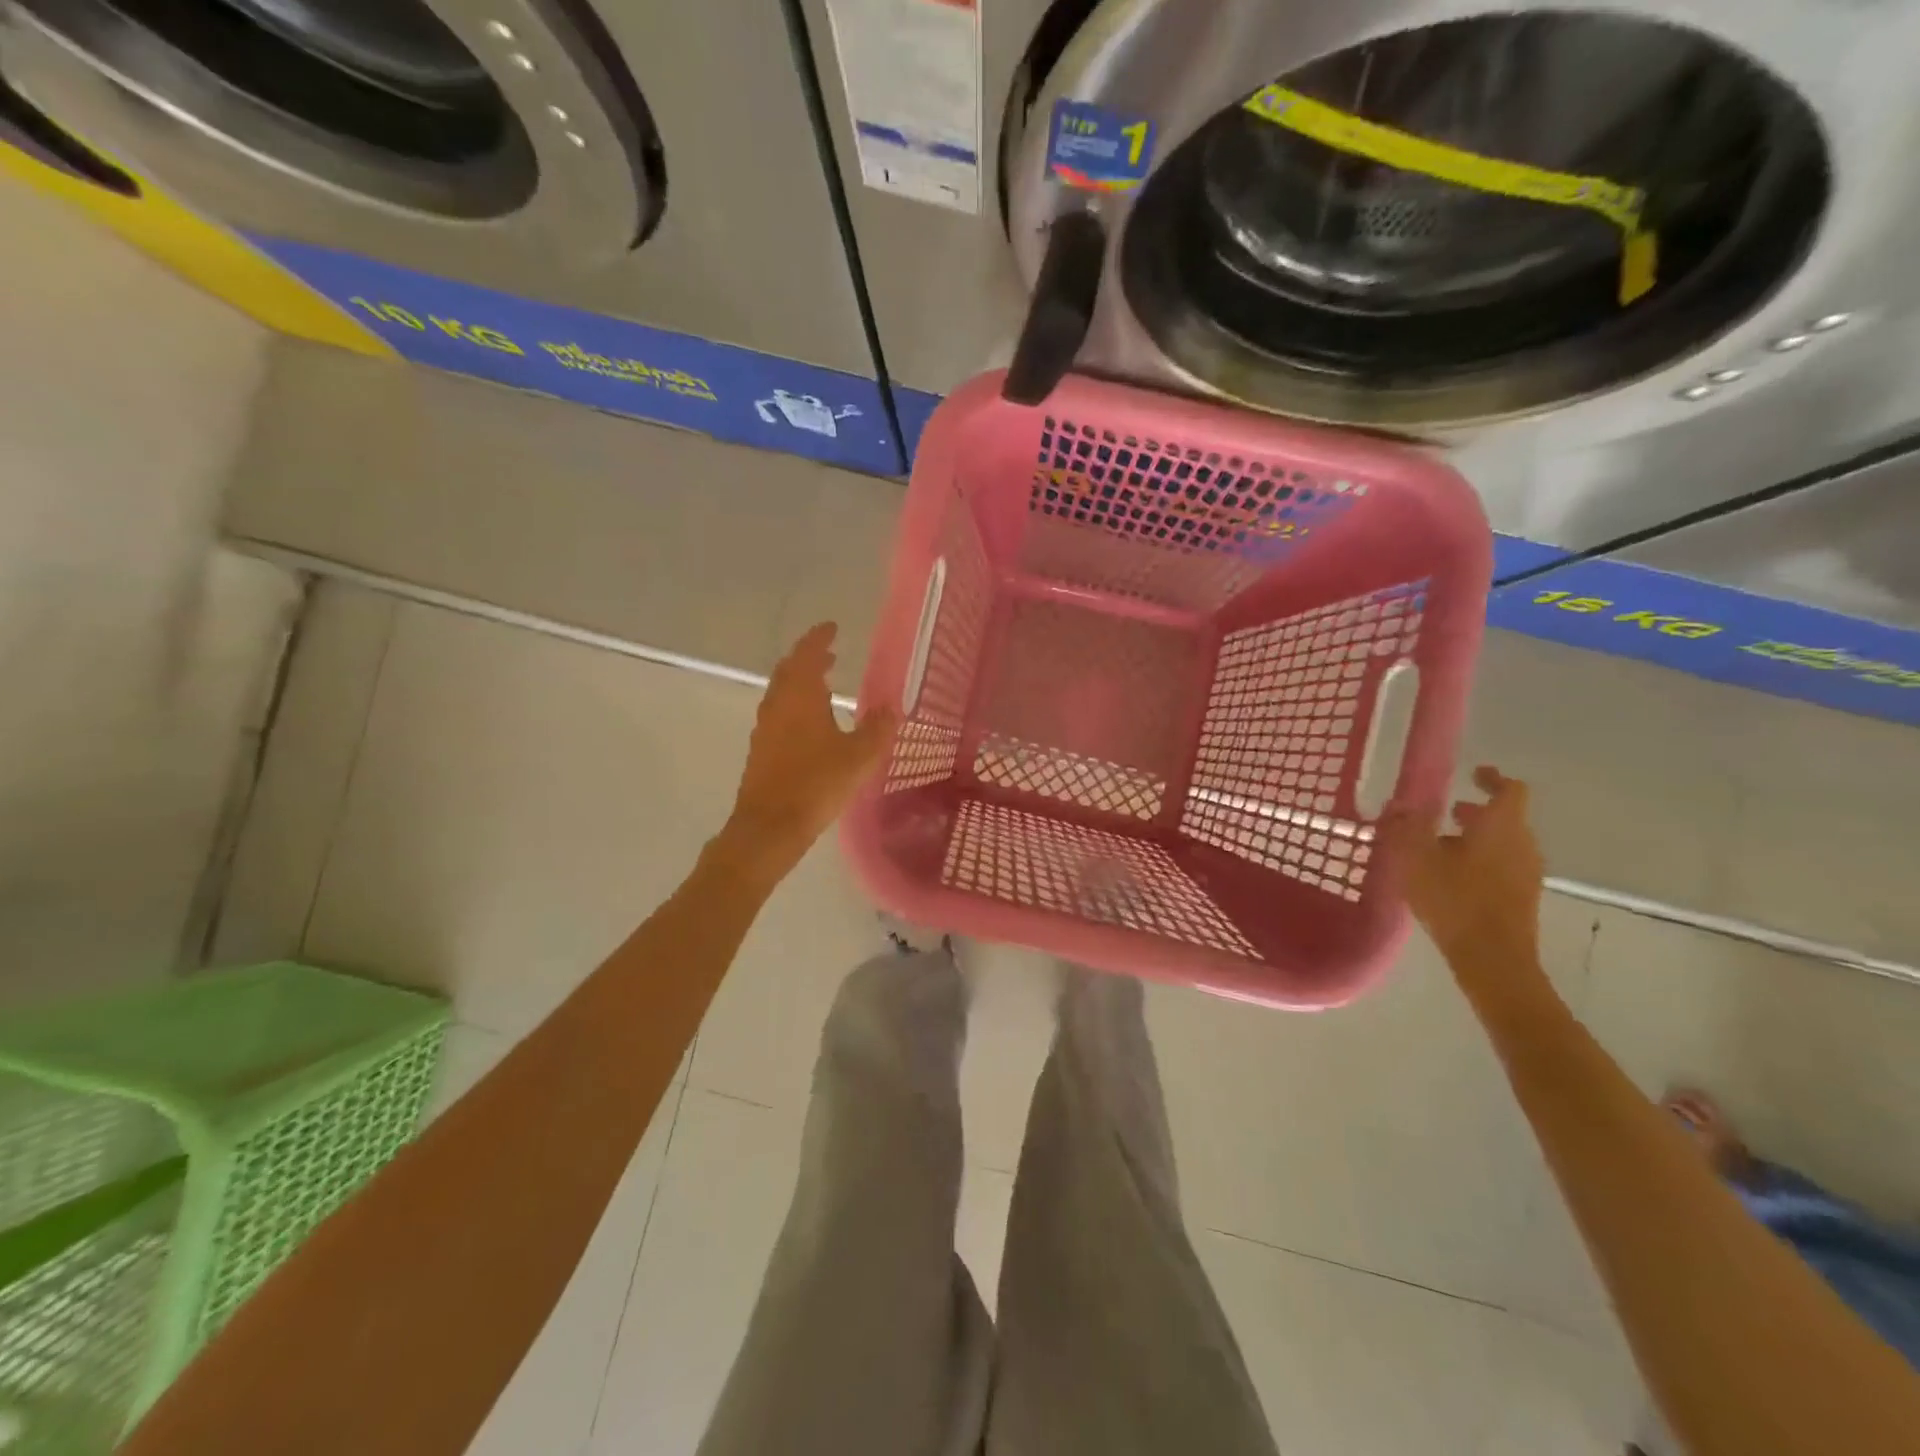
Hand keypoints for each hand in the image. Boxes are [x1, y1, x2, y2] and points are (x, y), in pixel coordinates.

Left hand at [721, 623, 896, 874]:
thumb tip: (891, 707)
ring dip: (801, 682)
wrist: (769, 826)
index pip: (807, 654)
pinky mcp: (761, 750)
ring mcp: (765, 728)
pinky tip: (811, 725)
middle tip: (830, 654)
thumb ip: (877, 729)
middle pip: (789, 670)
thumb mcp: (859, 757)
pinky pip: (779, 714)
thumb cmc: (816, 784)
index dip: (819, 638)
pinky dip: (795, 706)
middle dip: (809, 658)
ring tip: (823, 685)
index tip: (832, 627)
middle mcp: (778, 705)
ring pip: (782, 692)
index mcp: (800, 696)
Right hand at [1383, 766, 1544, 972]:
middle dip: (1476, 811)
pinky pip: (1502, 866)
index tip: (1474, 773)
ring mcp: (1526, 873)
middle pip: (1505, 817)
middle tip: (1446, 811)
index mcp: (1501, 826)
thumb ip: (1405, 827)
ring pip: (1503, 843)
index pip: (1510, 789)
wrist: (1492, 958)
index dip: (1492, 778)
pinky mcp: (1522, 898)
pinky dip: (1479, 861)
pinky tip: (1449, 877)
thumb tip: (1398, 804)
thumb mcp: (1416, 858)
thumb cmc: (1454, 898)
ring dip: (1476, 838)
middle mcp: (1522, 844)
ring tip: (1439, 846)